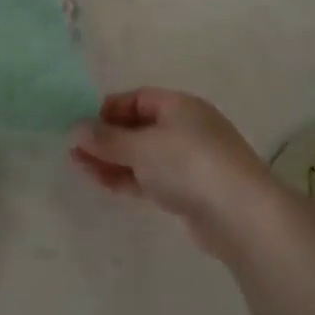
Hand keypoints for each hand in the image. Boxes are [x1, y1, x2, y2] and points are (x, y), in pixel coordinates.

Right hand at [72, 88, 283, 259]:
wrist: (241, 215)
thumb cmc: (189, 165)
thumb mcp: (141, 146)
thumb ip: (106, 139)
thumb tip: (75, 130)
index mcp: (179, 106)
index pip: (136, 99)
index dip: (107, 109)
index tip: (80, 124)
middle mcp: (185, 128)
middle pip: (137, 127)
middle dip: (105, 138)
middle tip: (73, 150)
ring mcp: (188, 161)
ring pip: (141, 155)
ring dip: (111, 160)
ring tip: (78, 167)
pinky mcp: (188, 191)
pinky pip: (150, 178)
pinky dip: (127, 178)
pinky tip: (102, 182)